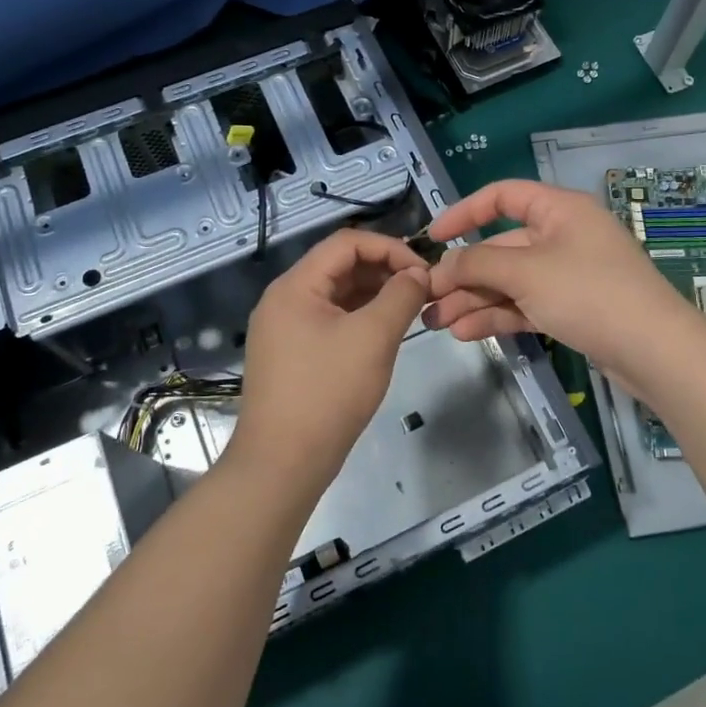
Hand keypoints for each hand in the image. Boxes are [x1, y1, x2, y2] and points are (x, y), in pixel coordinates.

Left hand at [231, 229, 429, 496]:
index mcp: (295, 286)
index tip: (423, 270)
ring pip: (337, 294)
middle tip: (422, 290)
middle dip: (384, 270)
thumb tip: (419, 273)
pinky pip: (331, 319)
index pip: (346, 243)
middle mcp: (285, 299)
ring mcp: (285, 328)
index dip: (389, 247)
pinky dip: (360, 317)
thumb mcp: (373, 338)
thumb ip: (401, 296)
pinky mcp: (292, 353)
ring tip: (411, 309)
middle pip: (340, 265)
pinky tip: (385, 331)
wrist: (282, 464)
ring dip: (375, 294)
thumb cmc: (328, 393)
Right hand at [423, 180, 688, 372]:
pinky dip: (497, 315)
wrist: (655, 351)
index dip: (465, 212)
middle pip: (501, 246)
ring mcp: (568, 274)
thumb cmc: (589, 293)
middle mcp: (563, 236)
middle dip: (464, 273)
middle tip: (427, 299)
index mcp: (559, 210)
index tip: (433, 237)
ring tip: (437, 323)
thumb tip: (443, 264)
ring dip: (474, 298)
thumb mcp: (526, 272)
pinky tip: (466, 332)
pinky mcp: (572, 308)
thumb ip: (478, 263)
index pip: (503, 196)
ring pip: (510, 280)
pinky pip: (525, 304)